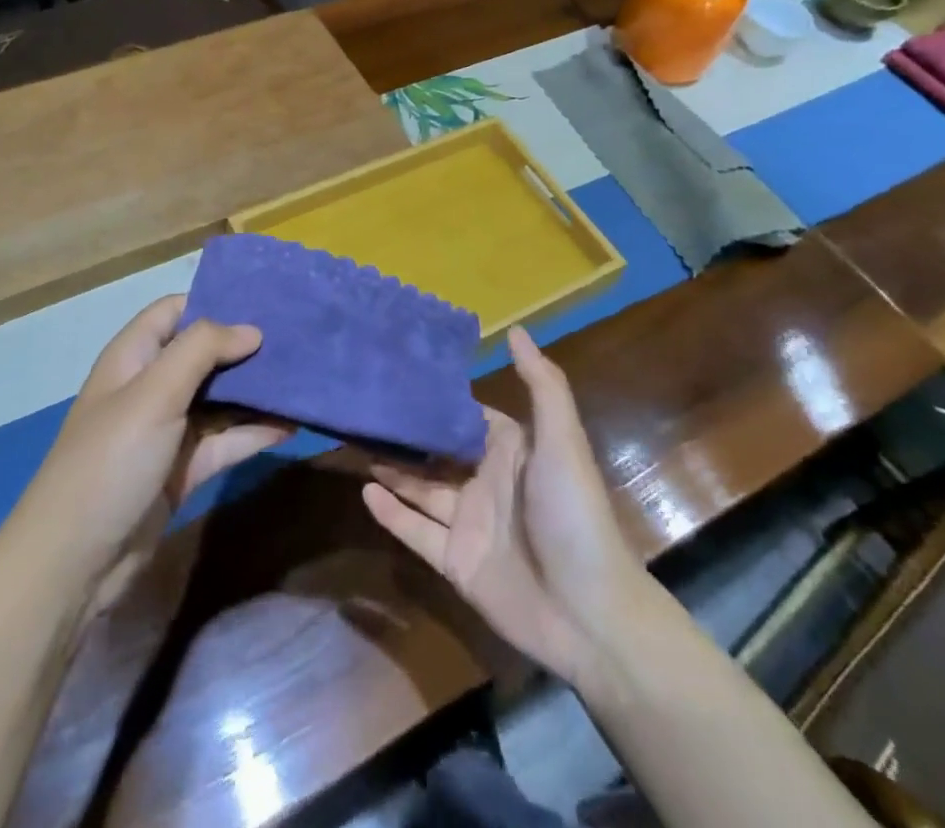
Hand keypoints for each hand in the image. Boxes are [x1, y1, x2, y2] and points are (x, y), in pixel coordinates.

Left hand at [17, 295, 290, 616]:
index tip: (263, 301)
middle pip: (205, 354)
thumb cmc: (110, 461)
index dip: (214, 301)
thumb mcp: (154, 393)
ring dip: (257, 391)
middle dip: (246, 347)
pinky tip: (292, 424)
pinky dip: (255, 432)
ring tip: (305, 378)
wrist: (75, 565)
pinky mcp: (183, 469)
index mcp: (134, 358)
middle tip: (298, 338)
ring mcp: (168, 430)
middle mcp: (151, 387)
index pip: (174, 311)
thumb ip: (202, 350)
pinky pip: (226, 440)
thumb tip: (252, 330)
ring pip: (221, 398)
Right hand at [362, 327, 648, 685]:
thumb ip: (542, 385)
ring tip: (356, 441)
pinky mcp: (455, 561)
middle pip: (436, 451)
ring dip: (393, 467)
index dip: (437, 399)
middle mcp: (486, 480)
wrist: (588, 614)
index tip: (400, 374)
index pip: (466, 416)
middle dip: (407, 432)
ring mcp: (468, 522)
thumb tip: (514, 329)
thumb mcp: (562, 441)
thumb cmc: (573, 514)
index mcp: (510, 450)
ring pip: (421, 488)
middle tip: (365, 407)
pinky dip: (391, 513)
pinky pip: (416, 531)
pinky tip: (365, 490)